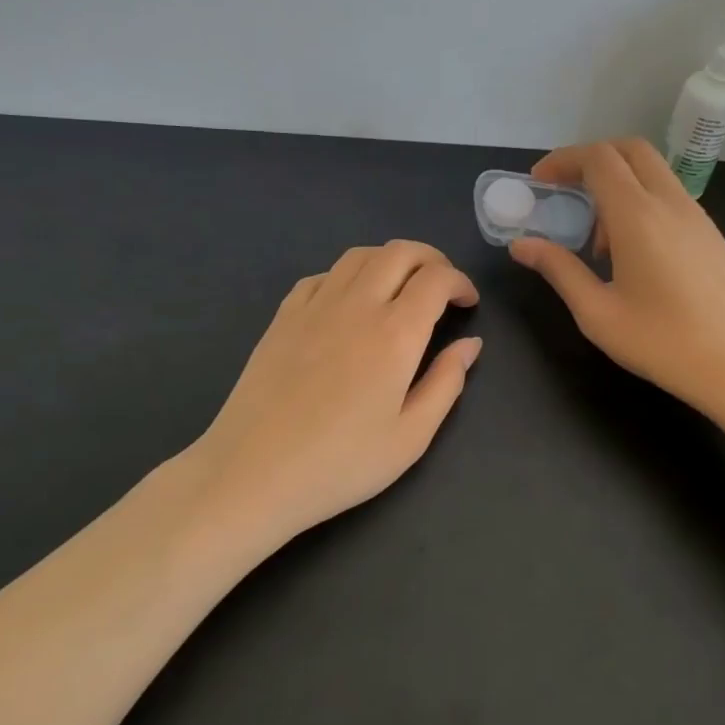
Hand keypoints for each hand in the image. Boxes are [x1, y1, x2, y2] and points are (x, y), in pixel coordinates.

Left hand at [182, 241, 480, 548]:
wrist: (254, 472)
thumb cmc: (341, 463)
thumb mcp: (411, 437)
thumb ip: (447, 383)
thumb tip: (470, 344)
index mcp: (396, 333)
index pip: (436, 278)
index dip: (460, 282)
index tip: (468, 304)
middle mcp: (357, 304)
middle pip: (399, 252)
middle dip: (431, 259)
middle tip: (442, 287)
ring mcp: (314, 306)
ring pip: (359, 255)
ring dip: (390, 260)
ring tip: (400, 288)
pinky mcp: (283, 316)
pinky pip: (322, 275)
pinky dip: (348, 276)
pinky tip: (349, 303)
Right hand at [510, 139, 724, 418]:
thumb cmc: (663, 343)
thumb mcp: (597, 313)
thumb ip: (558, 270)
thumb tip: (521, 245)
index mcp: (638, 216)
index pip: (598, 159)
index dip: (563, 160)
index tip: (538, 182)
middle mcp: (671, 202)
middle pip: (630, 149)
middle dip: (591, 158)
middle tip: (564, 191)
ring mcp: (697, 216)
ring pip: (652, 171)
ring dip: (617, 183)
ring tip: (595, 239)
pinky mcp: (711, 233)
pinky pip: (669, 196)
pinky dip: (640, 201)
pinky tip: (631, 252)